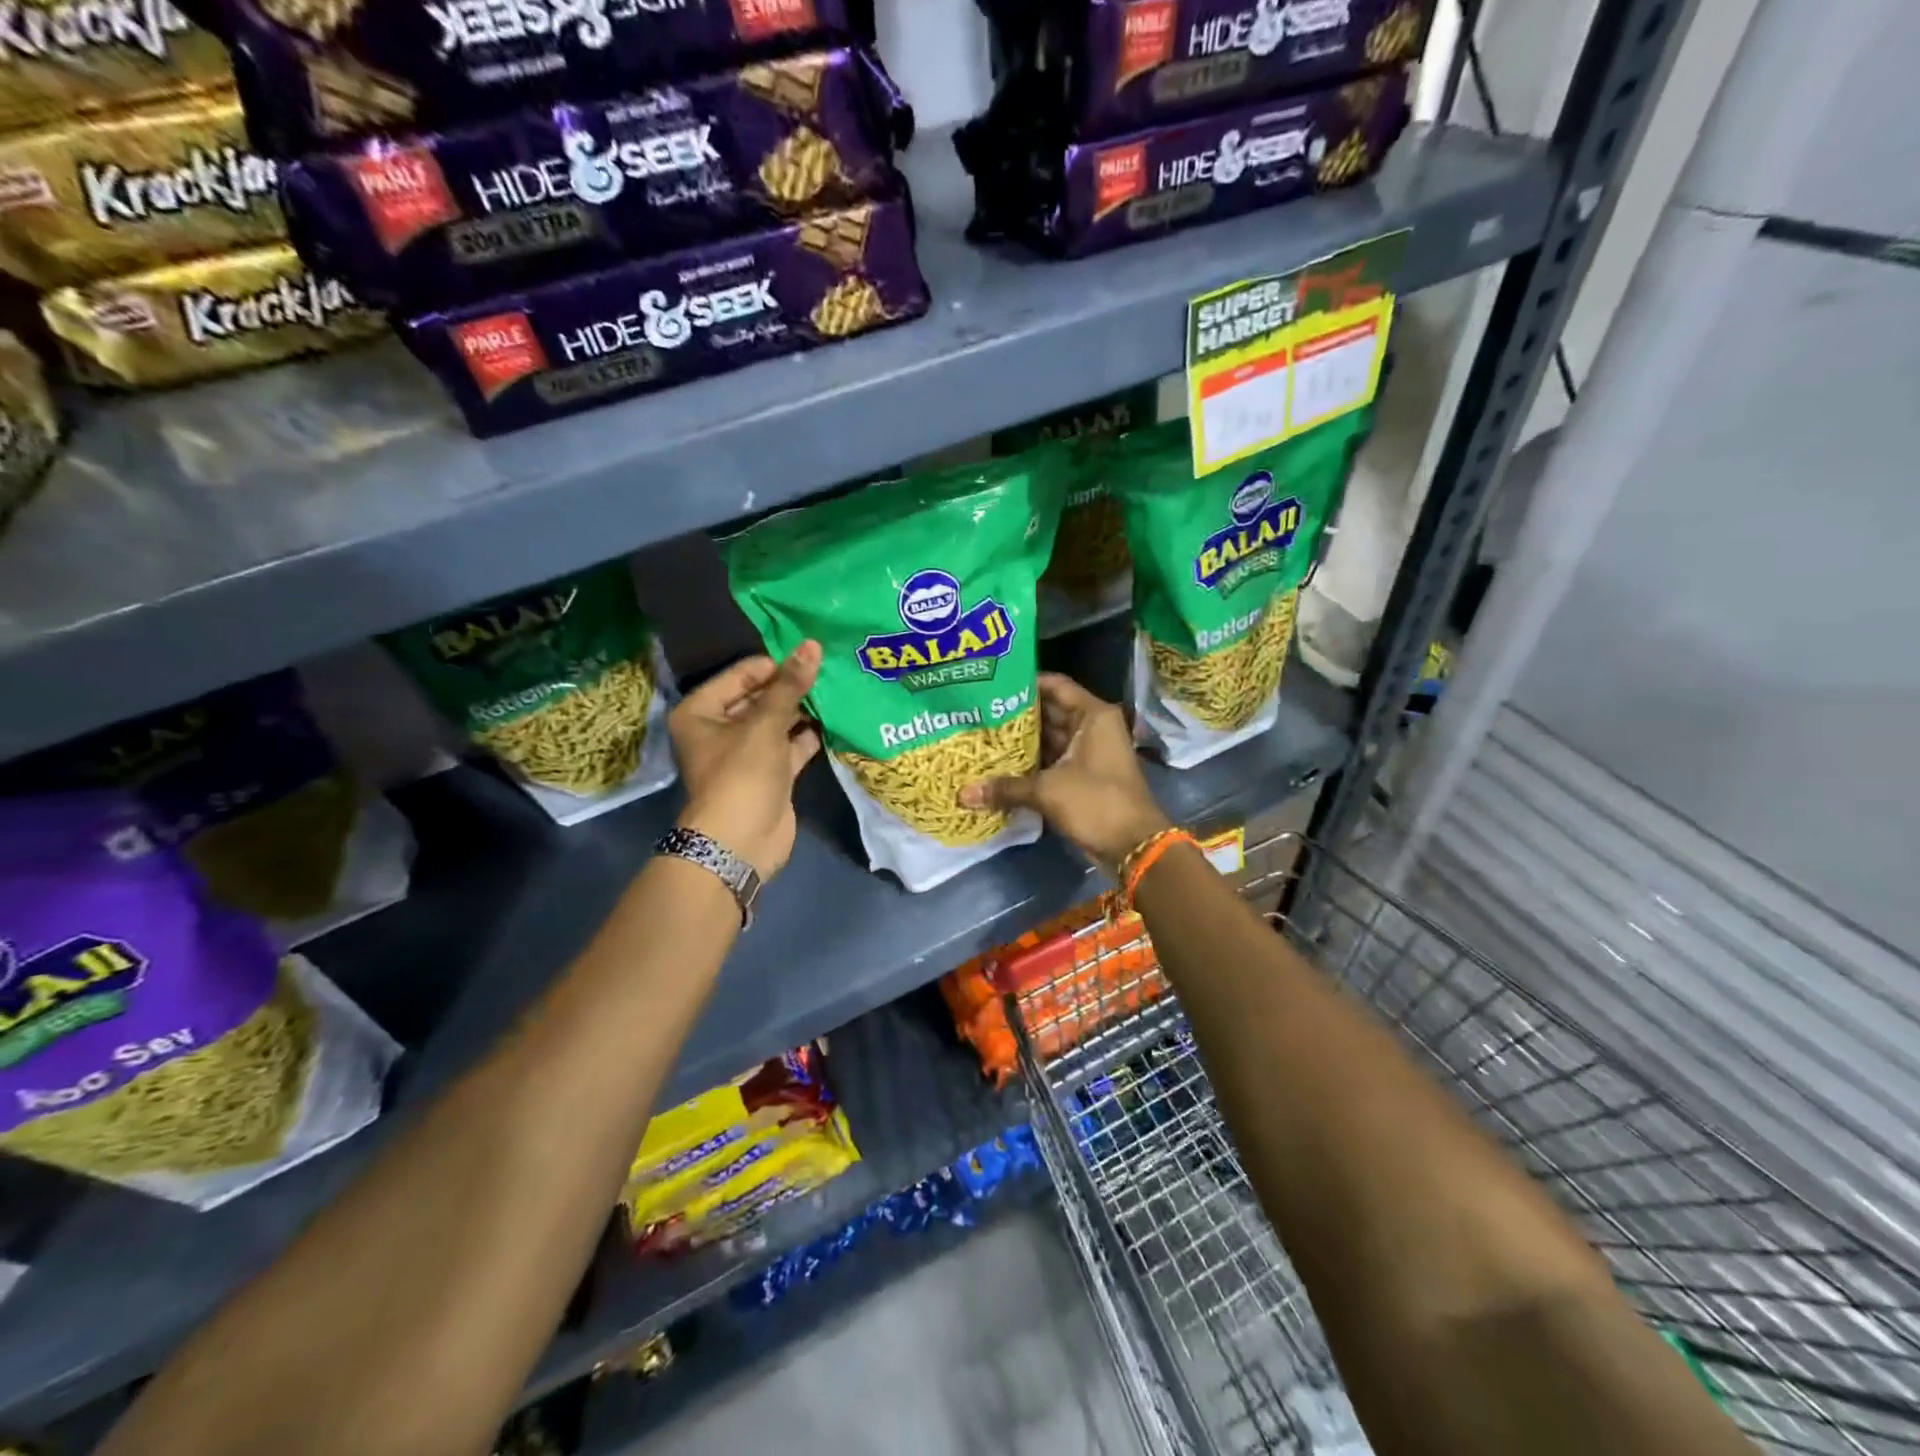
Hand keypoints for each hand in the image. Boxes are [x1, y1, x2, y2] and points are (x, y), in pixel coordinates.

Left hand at [669, 642, 822, 878]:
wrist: (741, 842)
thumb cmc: (741, 775)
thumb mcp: (765, 725)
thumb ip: (790, 685)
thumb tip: (812, 645)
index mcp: (702, 711)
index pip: (741, 674)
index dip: (775, 664)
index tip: (811, 655)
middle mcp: (720, 728)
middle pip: (760, 696)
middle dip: (792, 685)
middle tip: (830, 667)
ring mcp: (747, 752)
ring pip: (779, 721)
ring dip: (804, 708)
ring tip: (839, 686)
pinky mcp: (771, 772)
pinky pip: (791, 744)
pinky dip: (810, 734)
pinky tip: (837, 717)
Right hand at [959, 673, 1169, 874]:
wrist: (1134, 846)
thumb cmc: (1096, 802)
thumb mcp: (1048, 790)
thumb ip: (1006, 788)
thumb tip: (962, 794)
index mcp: (1092, 715)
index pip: (1055, 685)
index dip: (1025, 682)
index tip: (992, 683)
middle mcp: (1092, 727)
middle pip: (1049, 711)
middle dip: (1016, 714)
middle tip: (978, 712)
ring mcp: (1088, 753)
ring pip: (1049, 739)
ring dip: (1021, 741)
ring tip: (981, 736)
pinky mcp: (1082, 777)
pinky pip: (1052, 761)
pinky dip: (1030, 764)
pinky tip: (999, 765)